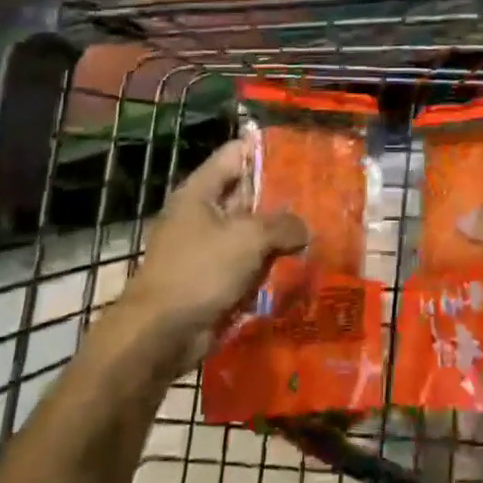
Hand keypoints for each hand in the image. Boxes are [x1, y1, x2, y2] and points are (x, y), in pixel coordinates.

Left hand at [120, 140, 308, 368]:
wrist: (160, 334)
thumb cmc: (199, 271)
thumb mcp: (248, 238)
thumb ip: (283, 225)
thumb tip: (304, 230)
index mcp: (200, 191)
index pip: (235, 154)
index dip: (266, 148)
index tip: (301, 149)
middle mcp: (202, 214)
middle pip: (247, 193)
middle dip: (281, 193)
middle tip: (322, 191)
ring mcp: (208, 248)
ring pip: (251, 231)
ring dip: (279, 233)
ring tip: (320, 226)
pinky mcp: (214, 279)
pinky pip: (248, 263)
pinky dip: (270, 263)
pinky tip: (301, 263)